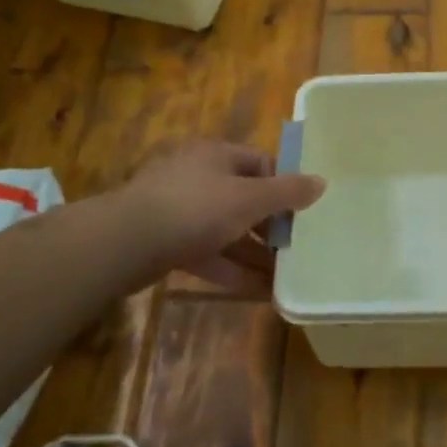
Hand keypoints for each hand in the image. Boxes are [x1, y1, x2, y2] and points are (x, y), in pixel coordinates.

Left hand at [119, 140, 324, 295]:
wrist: (124, 243)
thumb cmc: (194, 208)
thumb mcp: (248, 199)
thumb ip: (286, 193)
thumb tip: (321, 181)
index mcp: (216, 155)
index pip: (260, 163)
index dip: (283, 185)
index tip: (304, 211)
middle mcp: (197, 177)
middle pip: (244, 198)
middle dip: (271, 225)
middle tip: (298, 248)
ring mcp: (180, 210)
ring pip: (227, 230)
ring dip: (255, 252)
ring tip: (286, 276)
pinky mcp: (168, 242)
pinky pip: (209, 253)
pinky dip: (233, 269)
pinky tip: (259, 291)